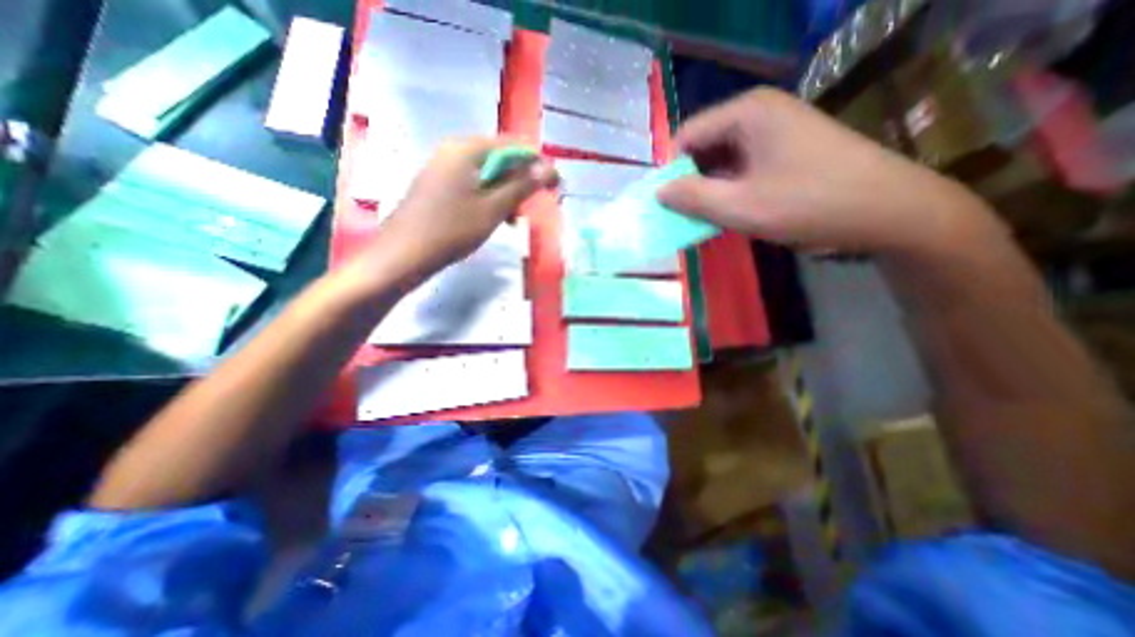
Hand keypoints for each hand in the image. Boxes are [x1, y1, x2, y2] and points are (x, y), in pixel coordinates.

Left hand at [348, 137, 557, 289]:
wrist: (405, 253)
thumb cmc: (452, 229)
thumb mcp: (494, 208)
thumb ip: (522, 185)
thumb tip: (549, 168)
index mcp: (467, 148)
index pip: (514, 146)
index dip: (538, 164)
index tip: (554, 186)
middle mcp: (454, 150)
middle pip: (500, 159)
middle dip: (521, 182)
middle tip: (533, 207)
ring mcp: (444, 167)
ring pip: (487, 174)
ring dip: (506, 194)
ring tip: (514, 219)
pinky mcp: (440, 184)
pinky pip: (473, 185)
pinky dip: (489, 199)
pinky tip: (495, 218)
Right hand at [656, 88, 1000, 256]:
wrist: (887, 211)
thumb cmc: (808, 203)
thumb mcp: (740, 206)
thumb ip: (693, 198)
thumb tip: (659, 192)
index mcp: (746, 113)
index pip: (686, 136)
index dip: (670, 171)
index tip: (665, 204)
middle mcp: (758, 114)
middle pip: (703, 147)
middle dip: (689, 182)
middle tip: (682, 215)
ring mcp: (774, 133)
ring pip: (721, 161)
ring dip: (708, 190)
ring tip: (702, 219)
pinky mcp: (784, 153)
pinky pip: (741, 169)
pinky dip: (728, 191)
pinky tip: (727, 213)